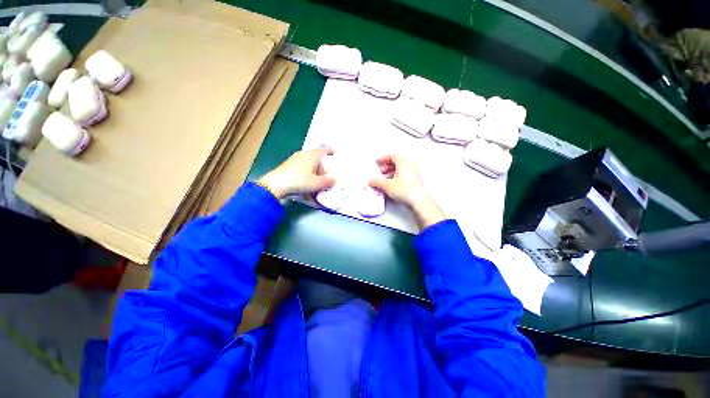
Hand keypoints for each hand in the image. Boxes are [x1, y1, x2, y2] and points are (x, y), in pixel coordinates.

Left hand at [257, 147, 335, 198]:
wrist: (275, 185)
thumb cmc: (300, 181)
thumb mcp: (317, 183)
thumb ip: (328, 181)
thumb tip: (333, 179)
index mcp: (313, 155)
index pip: (324, 149)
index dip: (330, 151)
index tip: (334, 155)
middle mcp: (303, 154)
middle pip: (316, 158)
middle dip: (322, 168)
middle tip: (324, 178)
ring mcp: (294, 159)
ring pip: (308, 164)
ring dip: (314, 172)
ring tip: (315, 184)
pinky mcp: (287, 166)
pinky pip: (301, 168)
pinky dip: (306, 174)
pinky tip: (305, 185)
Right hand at [368, 155, 444, 229]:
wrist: (419, 201)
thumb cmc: (405, 190)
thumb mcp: (387, 185)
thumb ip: (377, 182)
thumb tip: (371, 181)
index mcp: (403, 164)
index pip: (393, 156)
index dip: (384, 159)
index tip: (378, 162)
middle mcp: (410, 167)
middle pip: (397, 162)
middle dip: (387, 166)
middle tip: (381, 171)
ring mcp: (413, 174)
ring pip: (401, 170)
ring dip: (391, 172)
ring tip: (385, 179)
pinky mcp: (415, 182)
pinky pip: (404, 176)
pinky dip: (397, 177)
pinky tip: (392, 185)